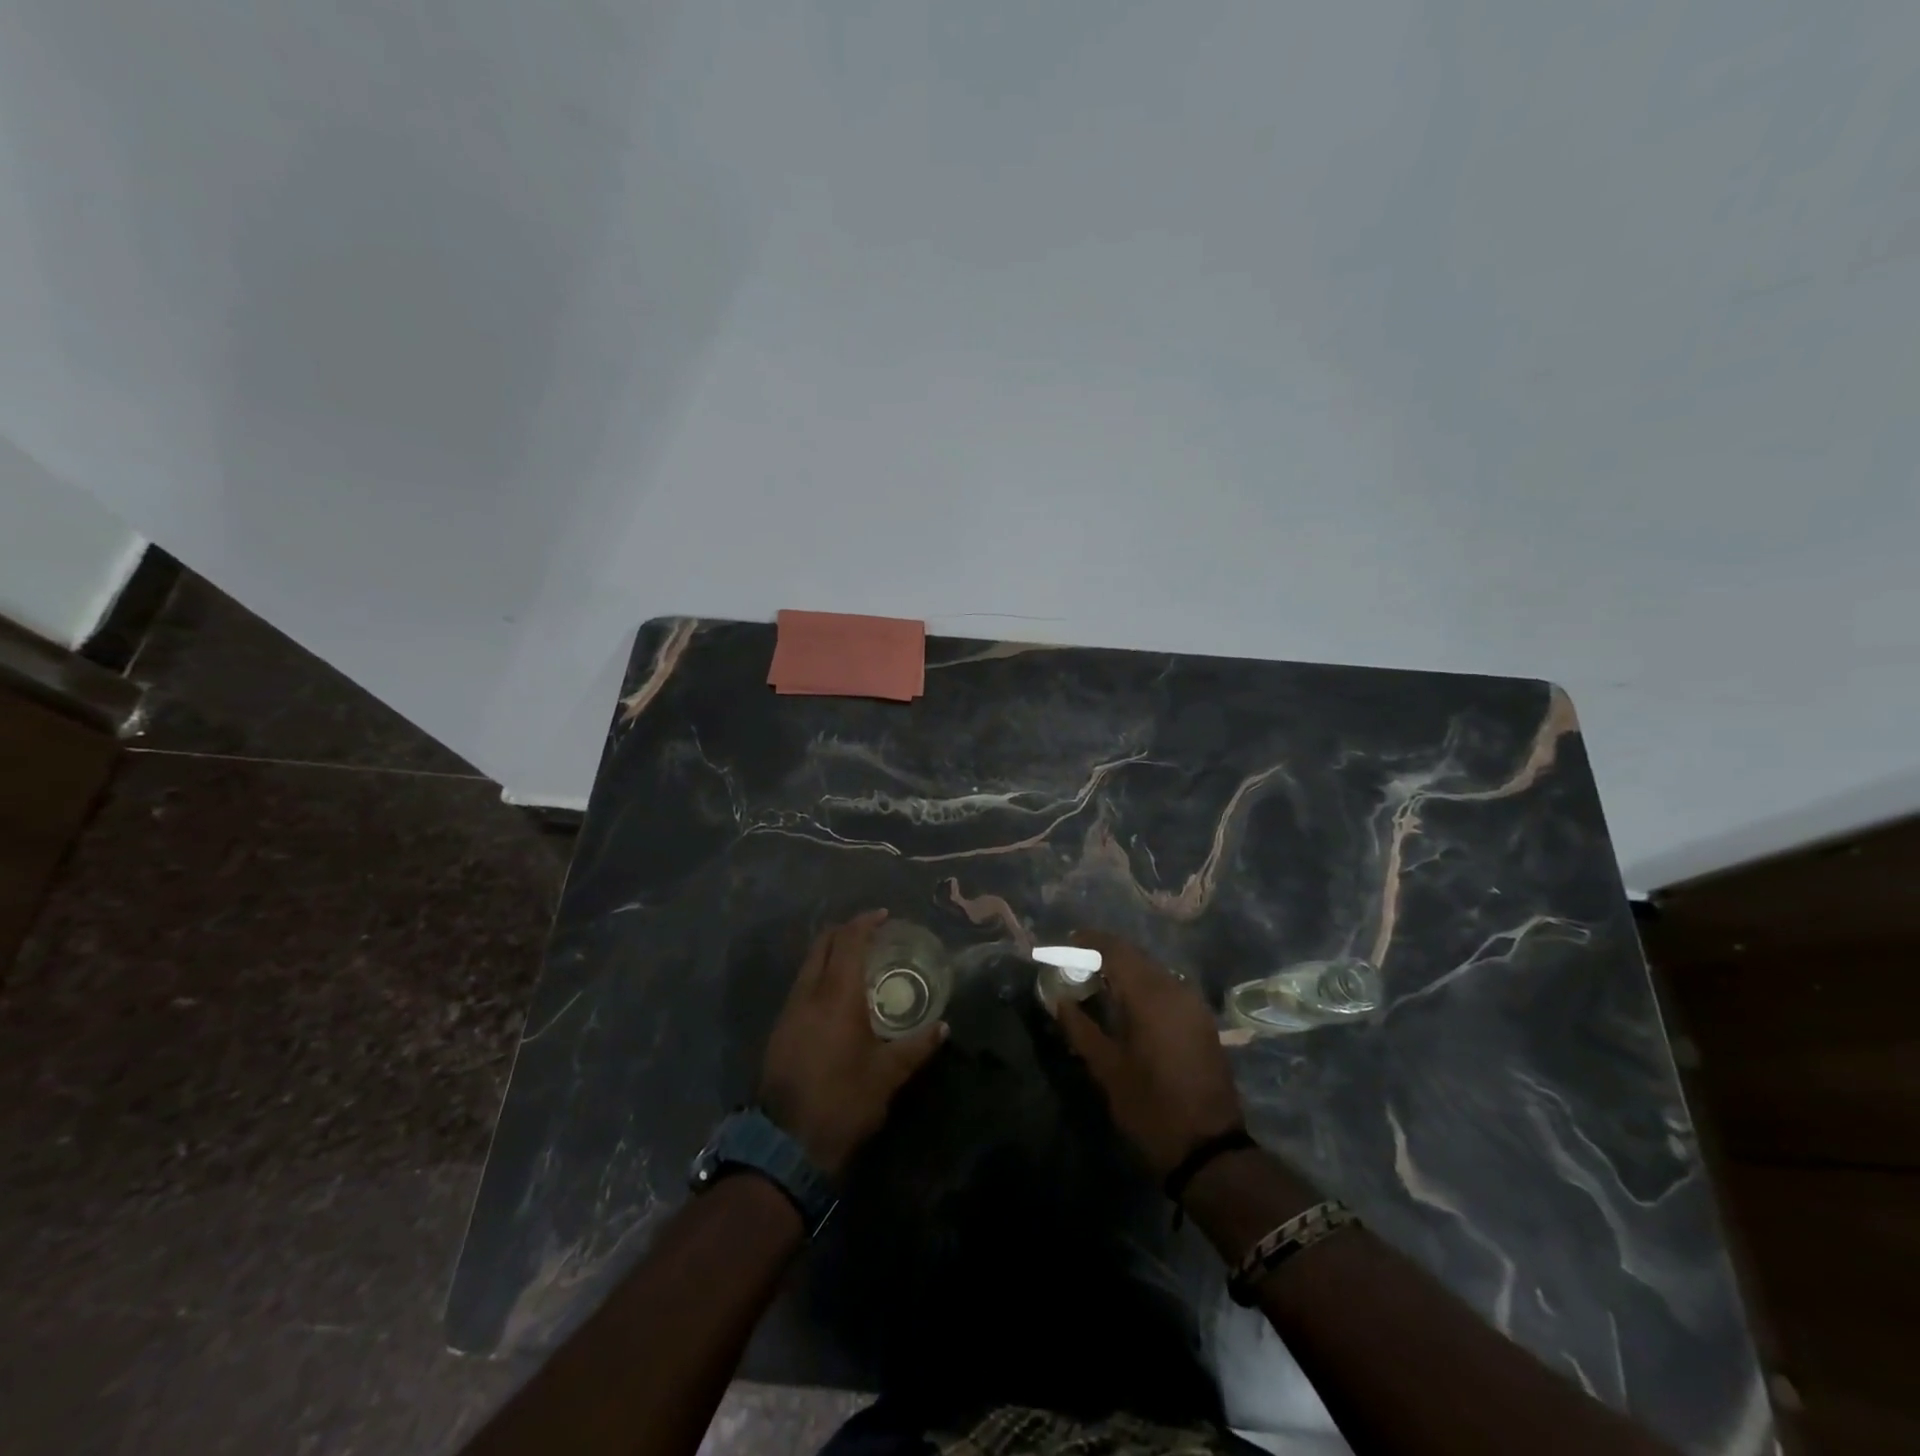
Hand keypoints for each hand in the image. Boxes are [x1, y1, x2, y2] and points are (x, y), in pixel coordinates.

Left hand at [759, 911, 945, 1176]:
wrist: (786, 1145)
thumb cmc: (844, 1101)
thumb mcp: (888, 1075)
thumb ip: (916, 1046)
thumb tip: (943, 1027)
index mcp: (836, 995)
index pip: (849, 941)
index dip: (866, 923)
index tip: (884, 916)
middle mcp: (809, 993)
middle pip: (823, 944)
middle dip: (846, 931)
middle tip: (872, 933)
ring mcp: (789, 1011)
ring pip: (809, 964)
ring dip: (831, 953)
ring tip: (858, 963)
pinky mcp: (780, 1030)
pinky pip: (802, 986)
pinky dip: (821, 975)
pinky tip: (837, 996)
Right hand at [1053, 931, 1244, 1179]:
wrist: (1209, 1149)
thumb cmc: (1150, 1107)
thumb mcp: (1106, 1069)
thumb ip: (1079, 1027)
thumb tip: (1058, 999)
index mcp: (1150, 995)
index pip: (1115, 949)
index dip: (1089, 941)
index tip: (1066, 945)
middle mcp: (1175, 989)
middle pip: (1135, 956)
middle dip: (1105, 955)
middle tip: (1076, 966)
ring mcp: (1193, 1004)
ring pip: (1152, 971)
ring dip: (1125, 971)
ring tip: (1097, 985)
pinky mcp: (1202, 1020)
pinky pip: (1167, 988)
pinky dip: (1144, 987)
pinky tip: (1127, 1006)